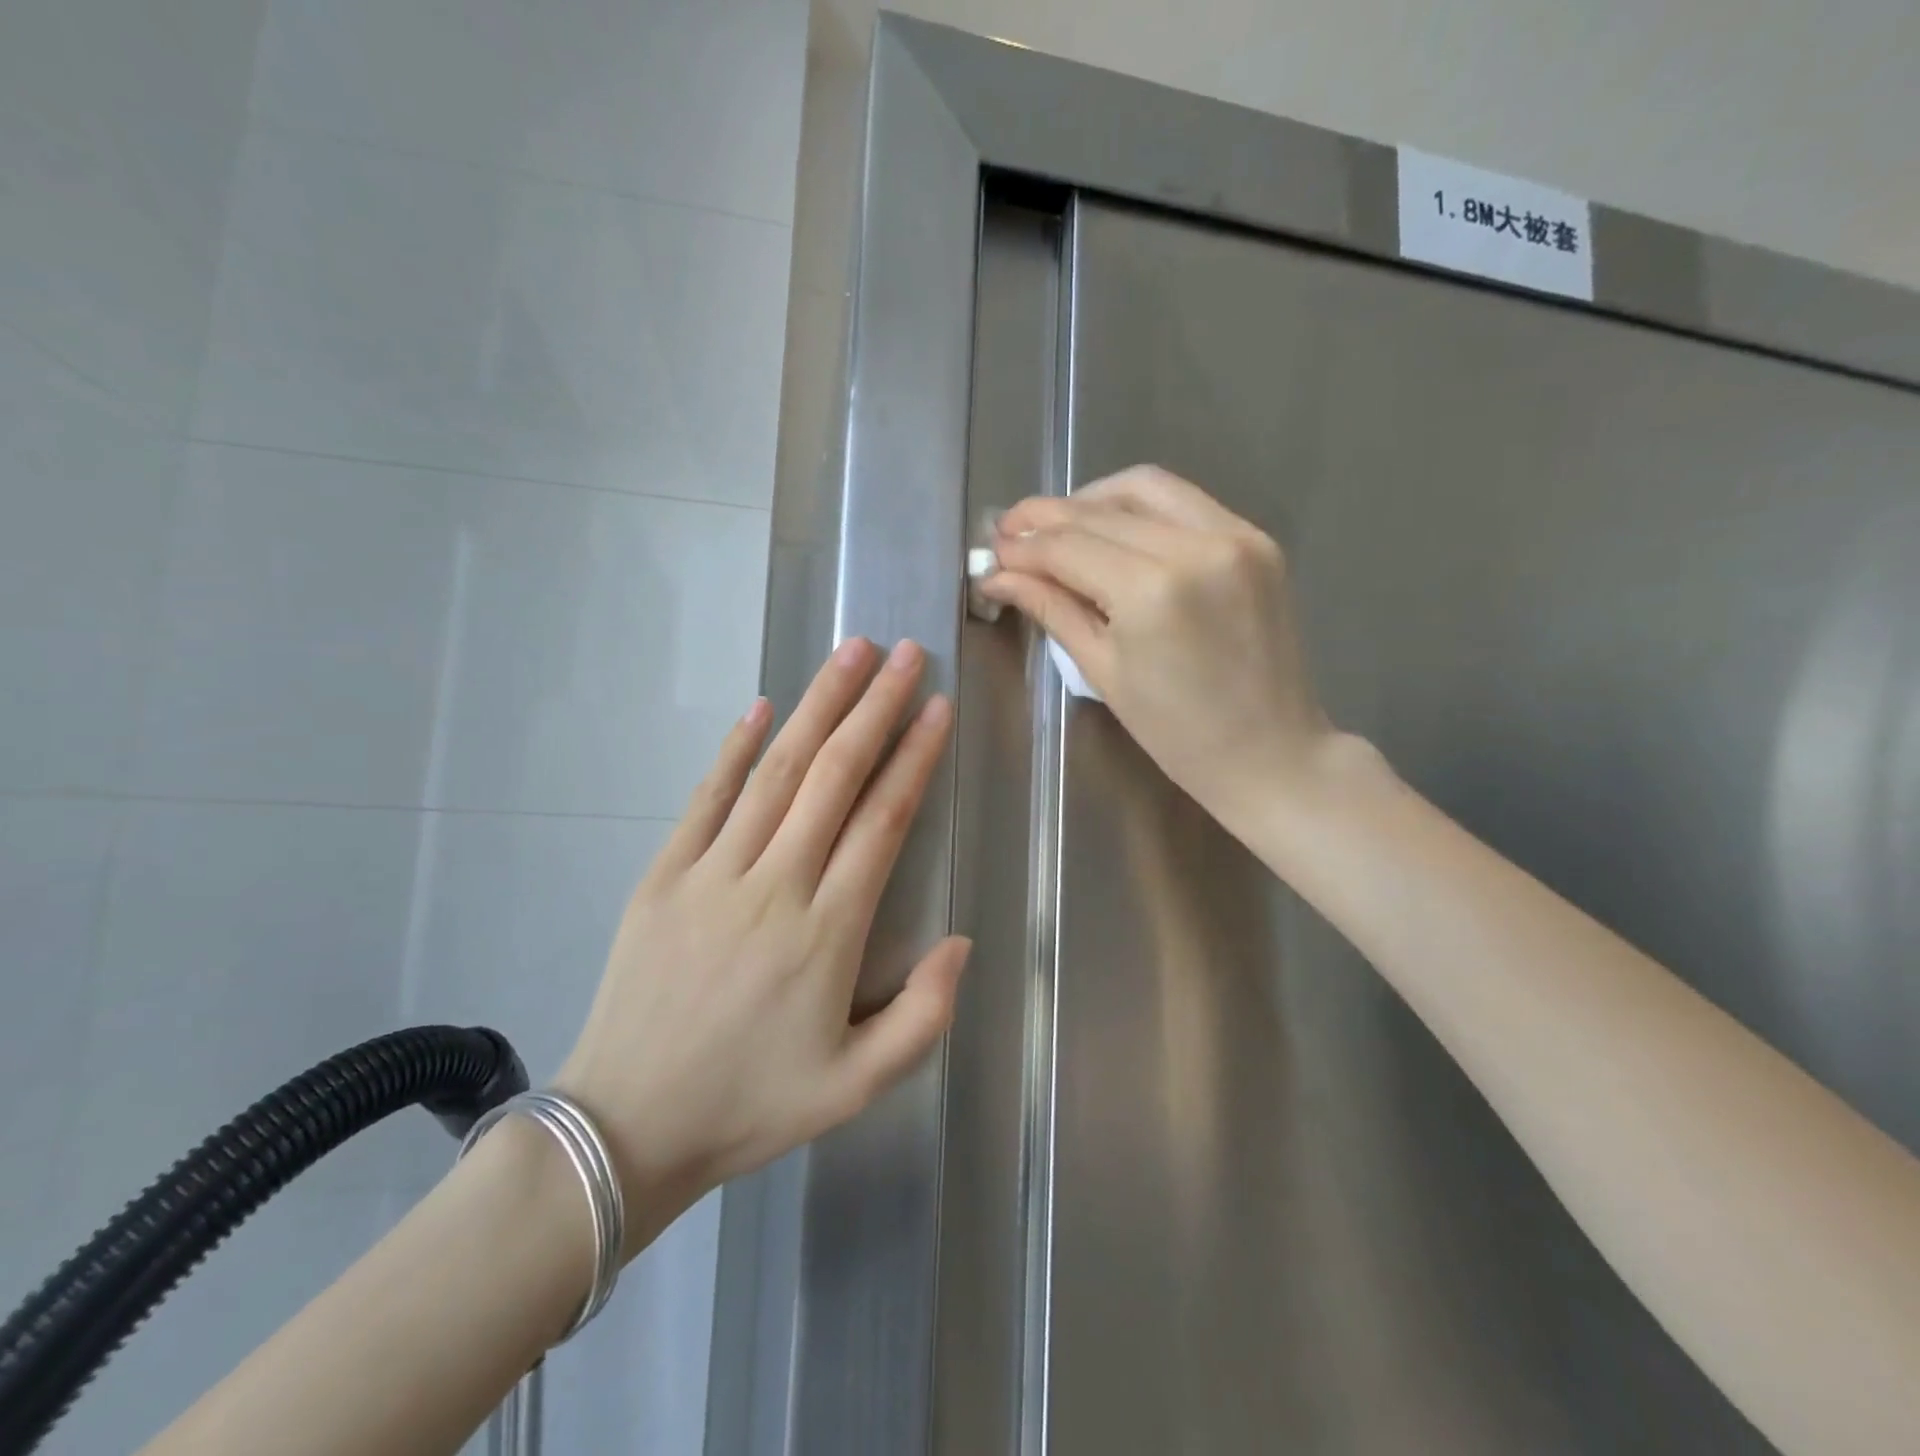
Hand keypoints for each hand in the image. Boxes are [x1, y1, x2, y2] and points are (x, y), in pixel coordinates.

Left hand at [555, 639, 967, 1254]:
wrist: (626, 1127)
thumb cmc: (750, 1105)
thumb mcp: (856, 1087)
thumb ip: (922, 1017)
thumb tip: (960, 941)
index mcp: (826, 933)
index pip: (882, 821)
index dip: (914, 757)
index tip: (936, 707)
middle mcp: (773, 886)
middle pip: (833, 776)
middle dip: (874, 707)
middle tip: (904, 652)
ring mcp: (711, 874)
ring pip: (775, 770)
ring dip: (816, 706)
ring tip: (849, 654)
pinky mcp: (664, 875)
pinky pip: (707, 797)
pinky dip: (737, 747)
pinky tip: (763, 706)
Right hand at [978, 466, 1344, 834]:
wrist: (1271, 752)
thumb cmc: (1176, 733)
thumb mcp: (1103, 672)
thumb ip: (1052, 609)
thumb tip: (1000, 576)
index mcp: (1150, 592)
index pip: (1068, 546)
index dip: (1023, 546)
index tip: (993, 551)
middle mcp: (1195, 546)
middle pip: (1100, 512)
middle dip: (1046, 519)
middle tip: (1011, 532)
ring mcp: (1234, 535)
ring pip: (1144, 488)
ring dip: (1091, 499)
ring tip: (1058, 526)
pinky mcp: (1257, 538)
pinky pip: (1184, 502)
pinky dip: (1139, 507)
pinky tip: (1113, 529)